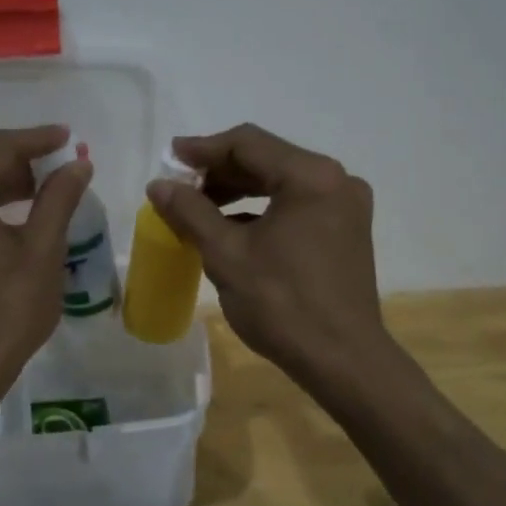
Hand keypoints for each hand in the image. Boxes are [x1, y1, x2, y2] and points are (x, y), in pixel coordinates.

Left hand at [0, 126, 90, 400]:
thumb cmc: (3, 313)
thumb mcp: (41, 251)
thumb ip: (58, 198)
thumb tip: (78, 164)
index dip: (37, 140)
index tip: (68, 136)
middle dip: (20, 166)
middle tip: (61, 169)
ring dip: (0, 188)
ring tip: (41, 193)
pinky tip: (6, 219)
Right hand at [147, 123, 389, 388]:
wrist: (343, 362)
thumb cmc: (283, 304)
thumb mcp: (227, 255)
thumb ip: (190, 212)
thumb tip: (159, 185)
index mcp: (311, 177)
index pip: (247, 144)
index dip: (204, 149)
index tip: (170, 159)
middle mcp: (335, 180)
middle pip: (266, 159)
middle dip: (220, 172)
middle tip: (181, 187)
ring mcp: (345, 206)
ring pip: (281, 183)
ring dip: (239, 191)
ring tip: (199, 208)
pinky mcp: (346, 230)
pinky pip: (296, 205)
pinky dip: (262, 210)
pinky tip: (231, 229)